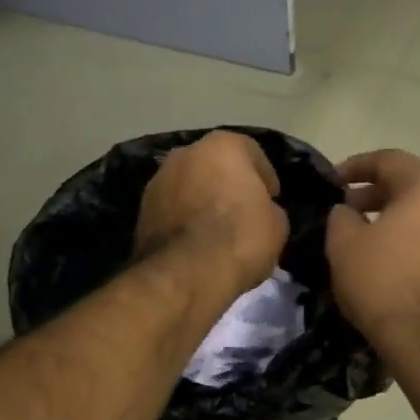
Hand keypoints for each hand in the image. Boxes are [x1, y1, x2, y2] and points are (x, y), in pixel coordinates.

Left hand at [136, 131, 287, 295]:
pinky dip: (183, 219)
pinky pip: (172, 208)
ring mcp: (157, 180)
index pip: (251, 152)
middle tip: (242, 210)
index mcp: (222, 145)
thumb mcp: (277, 224)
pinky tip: (194, 242)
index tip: (271, 198)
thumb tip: (259, 210)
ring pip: (188, 186)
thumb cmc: (240, 238)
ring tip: (215, 229)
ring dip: (201, 200)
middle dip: (227, 184)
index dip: (265, 177)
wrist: (186, 273)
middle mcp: (185, 153)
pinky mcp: (142, 210)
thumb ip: (268, 207)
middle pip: (214, 165)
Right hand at [326, 149, 419, 353]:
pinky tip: (400, 264)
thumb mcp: (344, 246)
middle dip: (379, 195)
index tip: (334, 181)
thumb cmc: (385, 283)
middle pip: (415, 186)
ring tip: (373, 239)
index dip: (357, 166)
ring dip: (402, 220)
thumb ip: (341, 217)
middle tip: (350, 212)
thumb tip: (347, 211)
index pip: (389, 160)